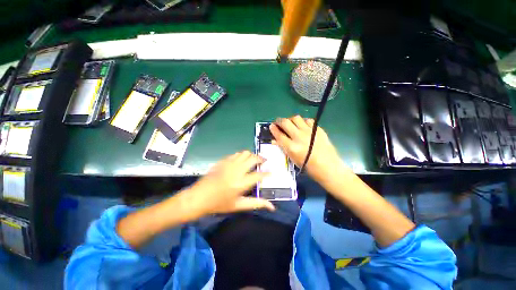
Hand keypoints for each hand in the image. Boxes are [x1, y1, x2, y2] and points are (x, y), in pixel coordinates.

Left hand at [186, 151, 274, 216]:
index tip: (271, 173)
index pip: (259, 175)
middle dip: (261, 159)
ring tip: (253, 161)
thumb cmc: (219, 204)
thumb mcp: (238, 206)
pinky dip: (241, 156)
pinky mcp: (223, 161)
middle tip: (264, 163)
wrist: (198, 197)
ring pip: (245, 153)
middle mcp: (237, 170)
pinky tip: (241, 161)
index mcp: (241, 183)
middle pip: (253, 158)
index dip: (267, 173)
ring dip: (251, 155)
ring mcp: (229, 164)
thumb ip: (256, 203)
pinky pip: (236, 154)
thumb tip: (272, 207)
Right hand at [269, 116, 349, 187]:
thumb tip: (275, 140)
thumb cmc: (309, 167)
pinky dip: (303, 121)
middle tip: (279, 123)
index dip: (273, 129)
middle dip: (279, 121)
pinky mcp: (318, 129)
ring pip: (296, 118)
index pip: (279, 134)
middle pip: (286, 122)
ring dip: (291, 120)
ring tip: (291, 123)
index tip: (271, 126)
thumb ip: (284, 147)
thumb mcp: (293, 159)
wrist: (329, 167)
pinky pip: (308, 120)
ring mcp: (309, 132)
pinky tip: (303, 126)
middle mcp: (299, 137)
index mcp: (292, 147)